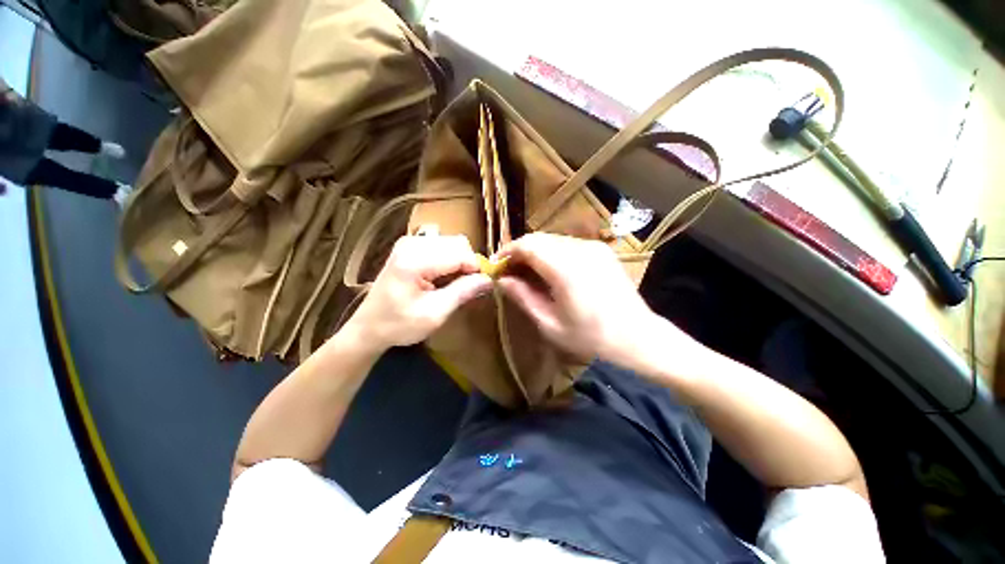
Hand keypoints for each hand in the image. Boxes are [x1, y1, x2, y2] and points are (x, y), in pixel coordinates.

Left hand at [342, 235, 491, 352]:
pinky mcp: (409, 246)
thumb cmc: (399, 324)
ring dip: (460, 262)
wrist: (369, 327)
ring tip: (456, 284)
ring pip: (452, 243)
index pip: (460, 254)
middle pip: (458, 243)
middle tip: (468, 287)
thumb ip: (463, 292)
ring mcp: (409, 242)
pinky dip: (450, 260)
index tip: (483, 286)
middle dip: (469, 264)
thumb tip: (489, 279)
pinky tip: (445, 277)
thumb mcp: (435, 314)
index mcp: (414, 261)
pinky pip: (442, 246)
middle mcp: (412, 244)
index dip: (476, 269)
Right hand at [496, 233, 660, 363]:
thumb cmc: (590, 336)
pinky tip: (550, 271)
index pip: (527, 245)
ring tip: (528, 272)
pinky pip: (568, 244)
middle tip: (510, 271)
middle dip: (520, 251)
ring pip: (552, 240)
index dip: (508, 252)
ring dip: (536, 252)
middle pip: (539, 239)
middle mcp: (579, 249)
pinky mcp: (601, 250)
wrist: (637, 336)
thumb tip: (502, 280)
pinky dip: (552, 253)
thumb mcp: (549, 323)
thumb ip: (523, 297)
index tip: (497, 265)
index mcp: (565, 268)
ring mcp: (593, 247)